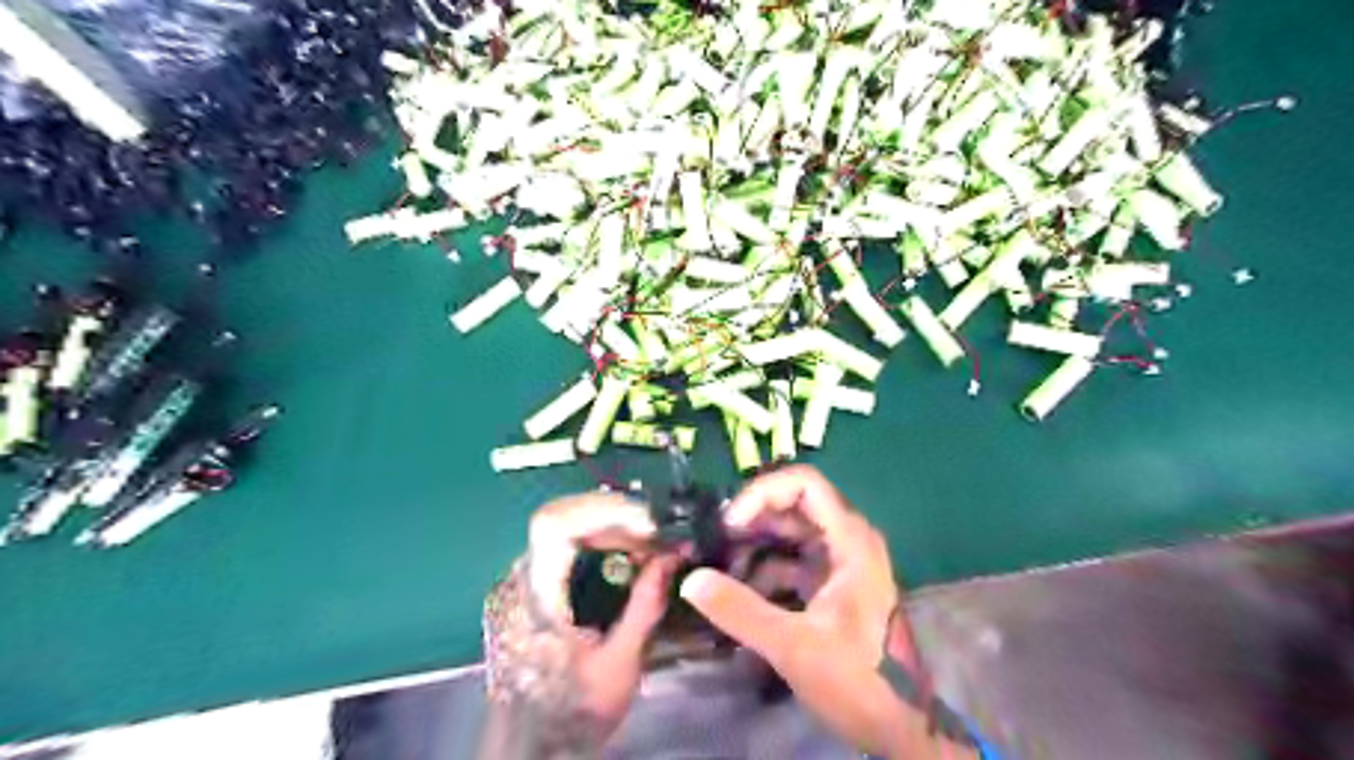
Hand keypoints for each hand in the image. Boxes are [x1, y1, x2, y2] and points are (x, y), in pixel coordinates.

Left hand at [527, 494, 681, 742]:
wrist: (530, 749)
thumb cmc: (570, 714)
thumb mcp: (618, 665)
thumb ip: (645, 607)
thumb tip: (672, 556)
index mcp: (533, 597)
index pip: (554, 525)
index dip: (600, 511)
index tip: (646, 524)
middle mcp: (521, 578)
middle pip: (565, 518)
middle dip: (617, 517)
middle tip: (658, 535)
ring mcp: (524, 580)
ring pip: (568, 528)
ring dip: (612, 527)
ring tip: (650, 544)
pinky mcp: (535, 586)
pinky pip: (569, 547)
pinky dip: (603, 542)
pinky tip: (629, 557)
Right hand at [683, 467, 942, 756]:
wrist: (898, 724)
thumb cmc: (856, 677)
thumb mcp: (793, 645)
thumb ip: (740, 611)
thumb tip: (691, 581)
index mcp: (850, 540)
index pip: (805, 485)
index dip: (763, 492)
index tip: (731, 522)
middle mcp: (848, 540)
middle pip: (795, 505)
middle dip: (754, 519)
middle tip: (718, 542)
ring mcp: (841, 561)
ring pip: (792, 533)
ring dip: (757, 545)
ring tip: (723, 567)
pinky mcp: (832, 583)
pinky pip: (793, 560)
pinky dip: (766, 569)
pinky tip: (742, 593)